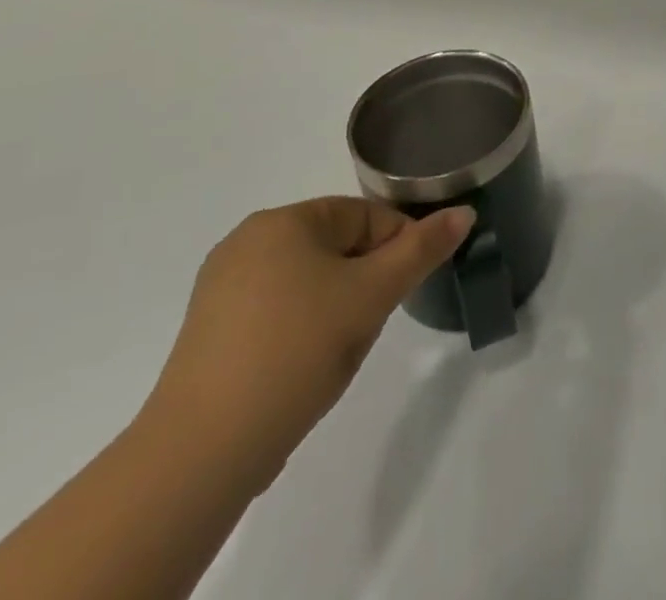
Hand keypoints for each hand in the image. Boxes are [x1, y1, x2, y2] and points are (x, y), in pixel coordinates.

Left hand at [140, 197, 472, 492]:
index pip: (365, 216)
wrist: (202, 452)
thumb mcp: (373, 294)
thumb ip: (422, 249)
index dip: (396, 249)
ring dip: (336, 305)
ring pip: (308, 280)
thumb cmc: (297, 350)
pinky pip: (275, 311)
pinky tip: (300, 366)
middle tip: (369, 323)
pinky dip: (300, 328)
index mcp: (282, 221)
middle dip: (364, 279)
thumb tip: (463, 212)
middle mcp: (246, 242)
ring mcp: (220, 289)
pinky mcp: (208, 333)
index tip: (401, 292)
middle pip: (337, 245)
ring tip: (335, 349)